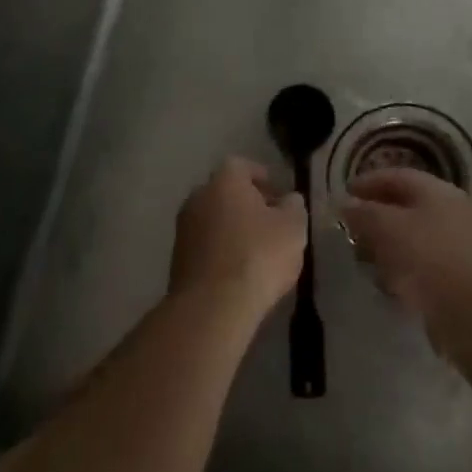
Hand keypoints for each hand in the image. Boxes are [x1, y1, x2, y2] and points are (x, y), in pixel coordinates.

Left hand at [169, 158, 307, 318]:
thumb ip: (293, 207)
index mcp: (224, 181)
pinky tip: (239, 270)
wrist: (212, 306)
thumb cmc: (258, 256)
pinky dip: (221, 250)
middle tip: (272, 222)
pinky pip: (205, 245)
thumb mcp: (293, 227)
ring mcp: (183, 229)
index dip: (262, 177)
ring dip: (233, 229)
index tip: (279, 195)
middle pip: (225, 192)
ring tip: (259, 250)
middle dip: (248, 204)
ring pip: (213, 220)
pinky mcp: (177, 259)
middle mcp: (197, 198)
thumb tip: (289, 199)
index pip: (242, 166)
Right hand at [339, 169, 471, 358]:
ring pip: (413, 240)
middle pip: (405, 208)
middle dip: (375, 218)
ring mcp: (459, 246)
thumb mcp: (387, 228)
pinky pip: (423, 267)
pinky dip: (403, 272)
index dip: (367, 182)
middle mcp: (451, 212)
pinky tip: (389, 287)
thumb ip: (363, 213)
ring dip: (387, 248)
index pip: (396, 176)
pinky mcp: (460, 279)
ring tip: (365, 263)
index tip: (343, 193)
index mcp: (436, 192)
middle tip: (350, 231)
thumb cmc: (429, 259)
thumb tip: (347, 204)